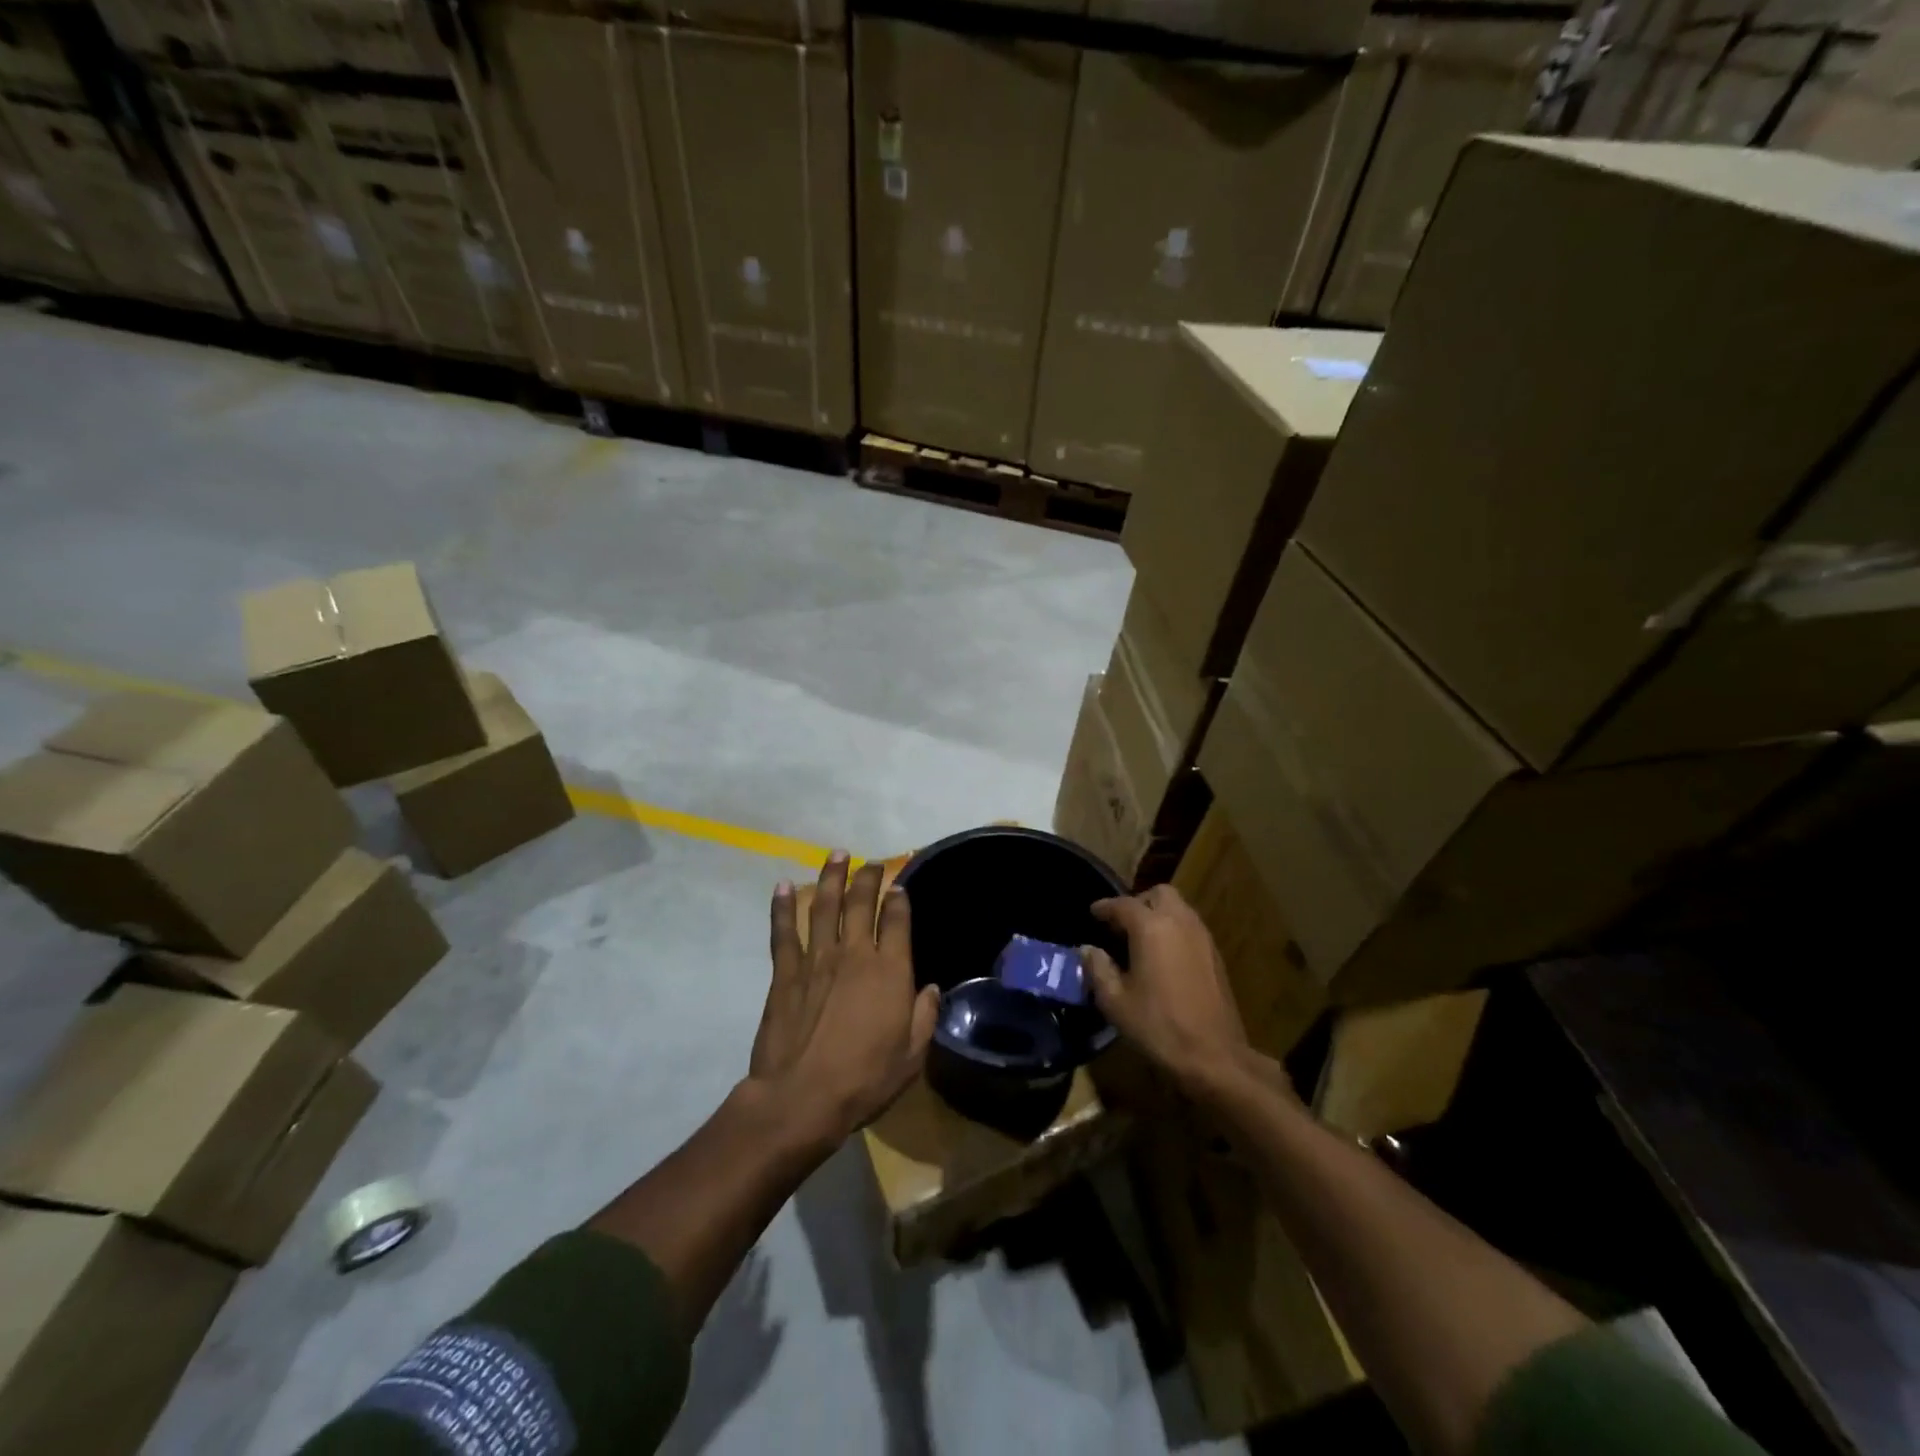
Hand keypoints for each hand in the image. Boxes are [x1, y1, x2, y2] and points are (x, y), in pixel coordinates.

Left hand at [750, 854, 939, 1145]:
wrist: (801, 1098)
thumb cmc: (864, 1080)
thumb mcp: (912, 1057)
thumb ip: (924, 1017)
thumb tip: (930, 988)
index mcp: (889, 971)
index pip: (896, 920)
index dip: (899, 899)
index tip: (899, 885)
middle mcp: (854, 954)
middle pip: (861, 903)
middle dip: (867, 878)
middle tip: (871, 863)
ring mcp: (817, 959)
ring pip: (824, 906)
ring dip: (830, 877)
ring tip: (836, 855)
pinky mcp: (786, 973)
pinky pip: (784, 931)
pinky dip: (782, 907)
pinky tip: (782, 886)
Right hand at [1082, 885, 1265, 1094]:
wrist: (1214, 1057)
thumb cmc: (1158, 1027)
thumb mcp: (1115, 1002)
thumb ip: (1098, 969)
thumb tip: (1088, 950)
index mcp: (1151, 928)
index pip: (1122, 904)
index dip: (1104, 907)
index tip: (1093, 913)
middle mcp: (1180, 922)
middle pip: (1158, 894)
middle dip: (1138, 903)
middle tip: (1121, 925)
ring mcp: (1202, 937)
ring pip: (1178, 908)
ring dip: (1158, 914)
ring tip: (1140, 940)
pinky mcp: (1215, 955)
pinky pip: (1190, 927)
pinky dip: (1174, 930)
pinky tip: (1163, 957)